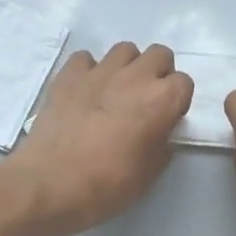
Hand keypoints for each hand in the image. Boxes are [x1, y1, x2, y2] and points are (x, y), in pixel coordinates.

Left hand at [3, 43, 193, 235]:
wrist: (51, 184)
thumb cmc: (107, 184)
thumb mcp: (150, 174)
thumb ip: (162, 145)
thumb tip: (160, 133)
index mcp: (161, 100)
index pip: (185, 82)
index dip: (177, 100)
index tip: (166, 118)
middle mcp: (134, 77)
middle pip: (159, 55)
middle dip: (157, 73)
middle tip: (145, 100)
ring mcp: (99, 71)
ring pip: (124, 50)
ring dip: (126, 67)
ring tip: (115, 92)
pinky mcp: (68, 75)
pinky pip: (85, 59)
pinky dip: (89, 71)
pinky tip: (84, 91)